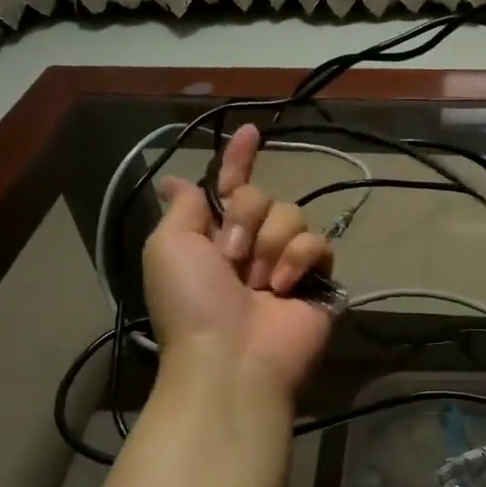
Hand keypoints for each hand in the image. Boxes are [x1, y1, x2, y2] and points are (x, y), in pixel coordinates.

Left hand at [142, 124, 335, 396]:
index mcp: (213, 235)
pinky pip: (318, 242)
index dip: (239, 159)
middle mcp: (250, 244)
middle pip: (261, 196)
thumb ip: (182, 208)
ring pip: (292, 215)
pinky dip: (299, 261)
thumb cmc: (192, 302)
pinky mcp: (316, 278)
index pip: (229, 186)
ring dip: (270, 245)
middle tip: (231, 257)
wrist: (231, 356)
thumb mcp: (167, 248)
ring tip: (258, 283)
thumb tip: (174, 180)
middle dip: (245, 219)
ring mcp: (285, 261)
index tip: (251, 130)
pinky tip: (285, 287)